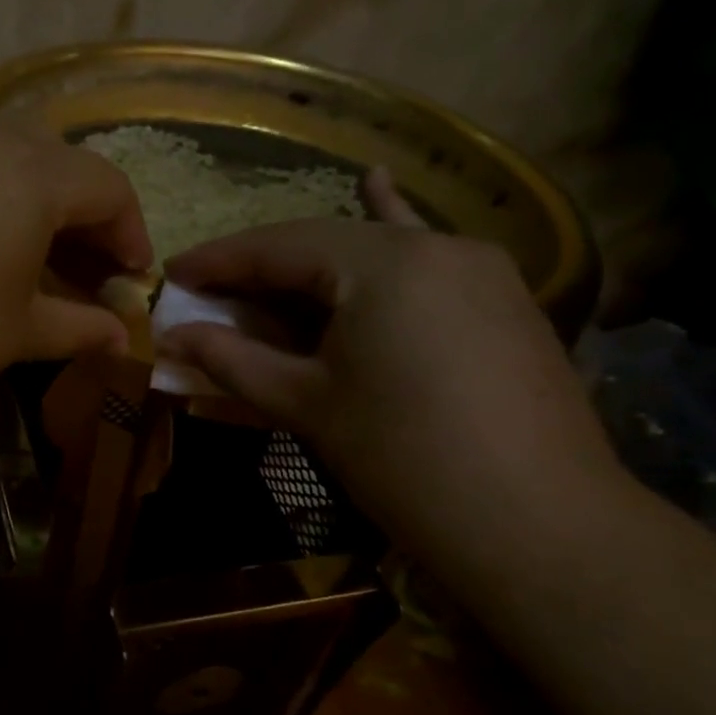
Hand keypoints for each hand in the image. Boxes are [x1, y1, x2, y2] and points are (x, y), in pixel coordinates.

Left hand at [0, 115, 151, 421]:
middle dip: (81, 212)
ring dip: (30, 197)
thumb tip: (119, 338)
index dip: (130, 233)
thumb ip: (79, 326)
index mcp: (30, 174)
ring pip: (2, 153)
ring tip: (25, 254)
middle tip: (82, 267)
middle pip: (56, 161)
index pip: (107, 186)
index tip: (129, 278)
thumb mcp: (19, 332)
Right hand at [157, 170, 623, 555]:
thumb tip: (173, 337)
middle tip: (213, 289)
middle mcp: (436, 245)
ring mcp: (479, 268)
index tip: (173, 272)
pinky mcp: (503, 298)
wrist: (543, 528)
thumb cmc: (405, 460)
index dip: (219, 261)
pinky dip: (389, 234)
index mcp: (383, 263)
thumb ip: (233, 361)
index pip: (279, 247)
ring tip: (271, 254)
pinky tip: (378, 186)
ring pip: (376, 248)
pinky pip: (424, 260)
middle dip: (264, 266)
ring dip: (317, 257)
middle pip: (327, 243)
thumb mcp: (308, 405)